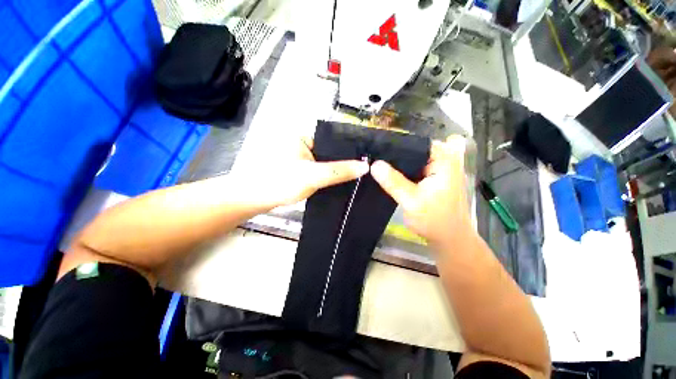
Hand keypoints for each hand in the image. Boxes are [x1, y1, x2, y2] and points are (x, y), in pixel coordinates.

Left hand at [232, 136, 368, 207]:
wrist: (255, 198)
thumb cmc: (281, 181)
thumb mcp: (314, 176)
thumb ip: (339, 171)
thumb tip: (365, 166)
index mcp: (305, 136)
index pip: (335, 141)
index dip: (350, 152)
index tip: (366, 162)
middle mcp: (304, 143)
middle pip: (330, 152)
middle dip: (344, 163)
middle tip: (364, 172)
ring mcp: (301, 156)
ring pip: (325, 162)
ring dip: (336, 170)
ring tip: (356, 177)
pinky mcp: (299, 168)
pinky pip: (319, 170)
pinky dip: (327, 176)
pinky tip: (338, 182)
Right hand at [370, 135, 471, 246]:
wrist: (449, 239)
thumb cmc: (435, 220)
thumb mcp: (411, 201)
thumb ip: (393, 182)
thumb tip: (374, 164)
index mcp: (443, 161)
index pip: (417, 143)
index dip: (397, 144)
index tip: (377, 148)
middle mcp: (442, 161)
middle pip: (414, 150)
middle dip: (395, 154)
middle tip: (374, 158)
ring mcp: (437, 170)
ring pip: (412, 160)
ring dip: (397, 164)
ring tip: (377, 164)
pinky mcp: (431, 179)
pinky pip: (413, 170)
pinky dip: (402, 172)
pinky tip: (387, 175)